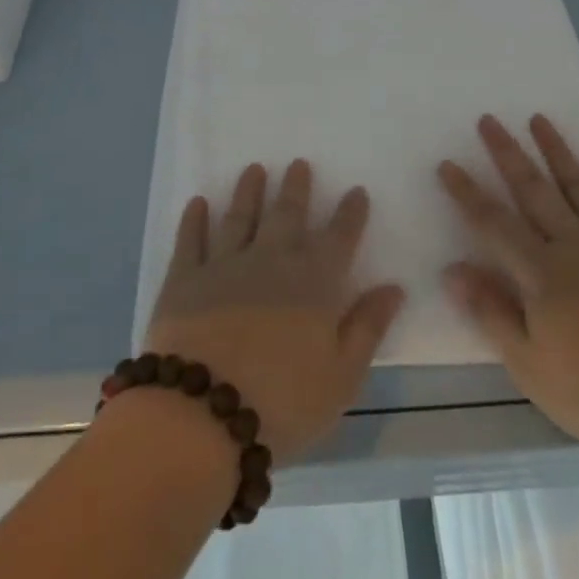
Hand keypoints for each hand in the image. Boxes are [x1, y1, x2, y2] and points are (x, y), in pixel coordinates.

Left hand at [145, 160, 405, 462]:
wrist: (202, 414)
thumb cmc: (283, 402)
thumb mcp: (342, 376)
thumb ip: (368, 327)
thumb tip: (394, 287)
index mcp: (314, 283)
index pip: (339, 238)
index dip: (350, 213)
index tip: (356, 190)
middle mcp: (271, 261)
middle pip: (287, 215)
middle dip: (296, 188)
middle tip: (298, 164)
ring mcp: (224, 266)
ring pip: (240, 217)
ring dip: (248, 191)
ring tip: (254, 169)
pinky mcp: (183, 280)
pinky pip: (190, 241)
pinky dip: (194, 220)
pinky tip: (197, 203)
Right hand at [438, 114, 578, 462]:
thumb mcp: (531, 366)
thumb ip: (491, 312)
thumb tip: (452, 270)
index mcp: (542, 274)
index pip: (494, 223)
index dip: (468, 193)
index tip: (447, 164)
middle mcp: (575, 246)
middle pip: (534, 190)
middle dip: (508, 154)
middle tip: (489, 120)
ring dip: (557, 151)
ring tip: (539, 120)